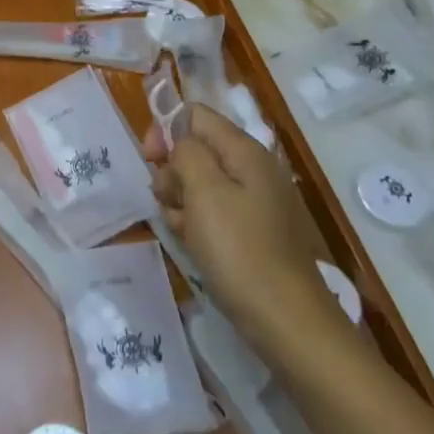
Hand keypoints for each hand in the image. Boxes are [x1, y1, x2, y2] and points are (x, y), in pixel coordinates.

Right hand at [143, 104, 340, 341]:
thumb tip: (182, 144)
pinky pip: (212, 213)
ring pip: (199, 184)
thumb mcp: (204, 190)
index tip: (149, 159)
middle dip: (172, 171)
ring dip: (180, 201)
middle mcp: (252, 169)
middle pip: (195, 150)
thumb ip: (187, 152)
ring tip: (183, 229)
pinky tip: (194, 244)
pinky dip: (196, 224)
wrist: (284, 318)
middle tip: (167, 200)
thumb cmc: (239, 248)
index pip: (195, 116)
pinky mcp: (251, 231)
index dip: (166, 130)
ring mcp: (254, 202)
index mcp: (244, 151)